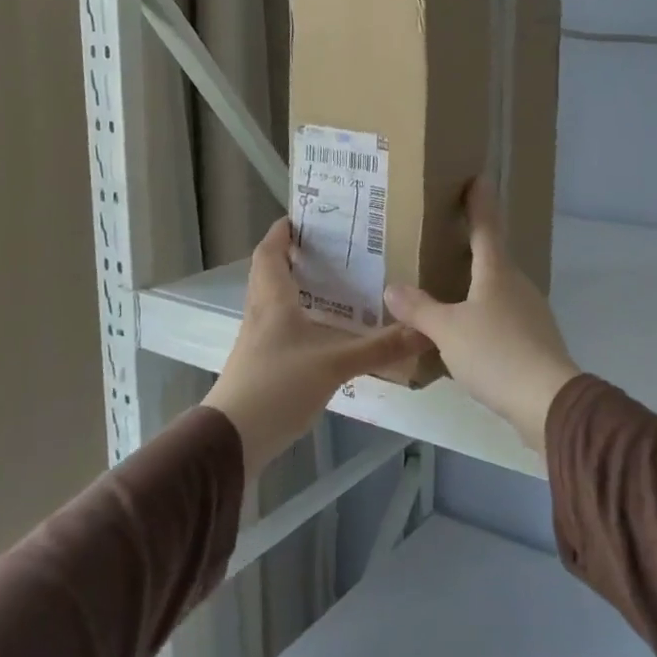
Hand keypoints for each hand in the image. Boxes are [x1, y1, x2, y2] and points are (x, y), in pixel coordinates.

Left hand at [205, 219, 428, 477]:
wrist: (232, 439)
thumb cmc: (278, 386)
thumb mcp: (334, 364)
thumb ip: (379, 348)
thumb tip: (424, 332)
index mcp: (272, 301)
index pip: (269, 253)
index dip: (281, 232)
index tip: (302, 218)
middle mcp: (260, 315)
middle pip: (269, 275)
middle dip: (293, 257)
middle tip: (329, 249)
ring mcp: (257, 342)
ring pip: (274, 303)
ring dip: (297, 289)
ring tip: (335, 286)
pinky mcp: (260, 366)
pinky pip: (280, 329)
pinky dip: (300, 321)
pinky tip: (326, 333)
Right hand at [383, 182, 580, 452]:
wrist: (548, 401)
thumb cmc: (496, 353)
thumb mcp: (447, 331)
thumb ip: (419, 309)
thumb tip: (392, 289)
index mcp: (497, 273)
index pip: (487, 227)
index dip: (480, 202)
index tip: (479, 177)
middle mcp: (518, 286)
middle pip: (495, 258)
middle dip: (475, 246)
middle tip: (449, 236)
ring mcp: (531, 313)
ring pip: (499, 290)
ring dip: (478, 285)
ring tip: (451, 288)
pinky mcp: (535, 341)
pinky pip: (503, 318)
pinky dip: (485, 316)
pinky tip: (470, 334)